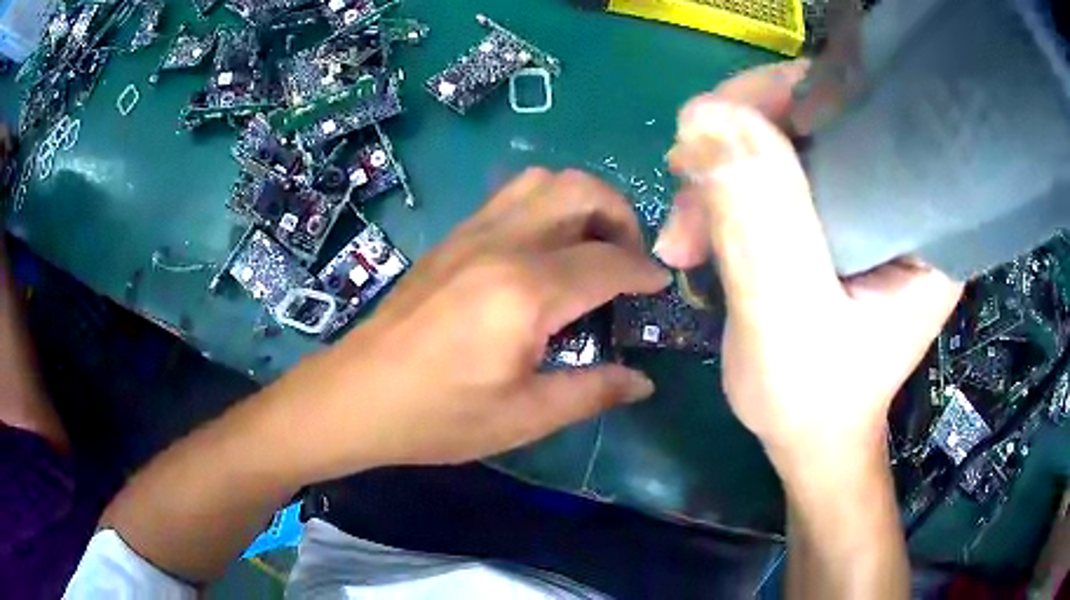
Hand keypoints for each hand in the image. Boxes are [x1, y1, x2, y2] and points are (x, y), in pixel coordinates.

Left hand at [281, 168, 668, 480]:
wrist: (355, 396)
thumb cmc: (437, 416)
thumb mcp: (522, 418)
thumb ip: (592, 392)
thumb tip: (642, 382)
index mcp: (526, 292)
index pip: (610, 260)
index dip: (646, 271)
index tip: (663, 286)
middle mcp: (503, 244)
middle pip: (582, 191)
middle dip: (622, 216)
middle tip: (629, 260)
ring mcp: (472, 232)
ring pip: (544, 180)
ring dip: (582, 202)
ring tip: (591, 246)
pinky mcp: (452, 237)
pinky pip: (512, 195)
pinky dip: (546, 205)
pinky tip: (545, 250)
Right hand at [654, 62, 962, 474]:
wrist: (808, 437)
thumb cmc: (814, 401)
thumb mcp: (788, 321)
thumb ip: (759, 221)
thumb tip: (704, 115)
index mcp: (927, 218)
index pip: (870, 108)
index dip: (798, 94)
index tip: (730, 121)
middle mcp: (903, 196)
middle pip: (821, 112)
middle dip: (744, 135)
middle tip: (685, 174)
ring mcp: (865, 201)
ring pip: (785, 139)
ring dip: (722, 171)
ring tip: (683, 234)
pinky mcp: (831, 214)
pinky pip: (772, 170)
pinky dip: (725, 191)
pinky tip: (694, 235)